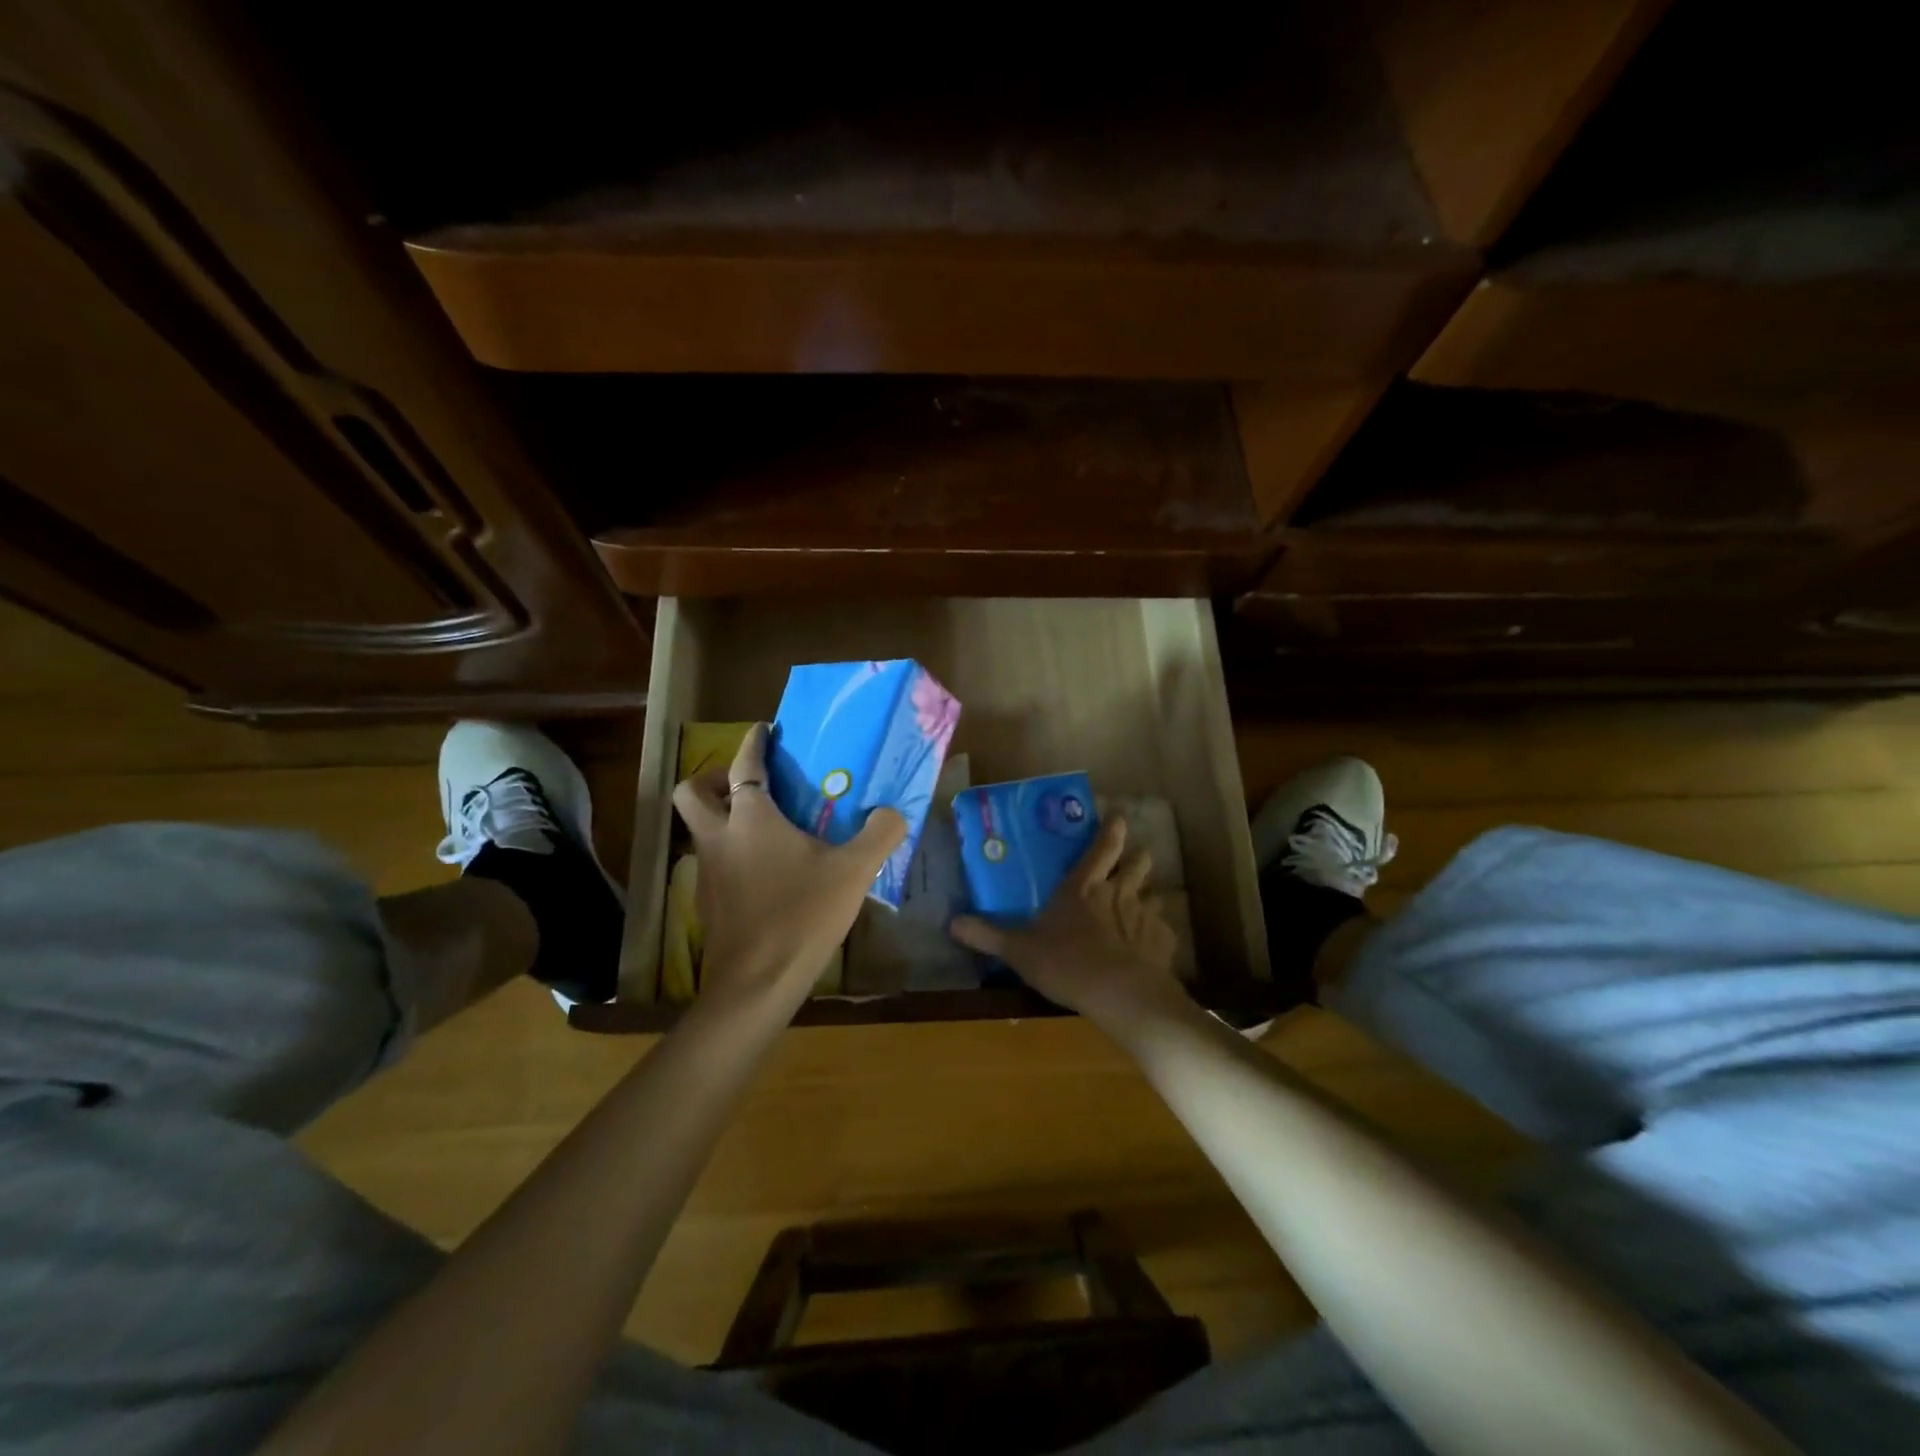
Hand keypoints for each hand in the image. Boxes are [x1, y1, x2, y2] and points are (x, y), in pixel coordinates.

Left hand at [673, 723, 905, 1012]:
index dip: (752, 743)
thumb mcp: (854, 871)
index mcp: (750, 818)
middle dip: (712, 779)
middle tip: (747, 784)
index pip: (743, 765)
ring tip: (762, 827)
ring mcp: (707, 871)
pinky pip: (712, 861)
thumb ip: (880, 835)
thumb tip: (893, 812)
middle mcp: (719, 837)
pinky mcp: (707, 902)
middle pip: (692, 792)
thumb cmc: (803, 914)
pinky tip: (763, 872)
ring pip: (699, 829)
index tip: (763, 731)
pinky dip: (729, 854)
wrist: (758, 981)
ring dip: (721, 818)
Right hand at [948, 818, 1183, 1031]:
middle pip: (1138, 862)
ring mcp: (1146, 915)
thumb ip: (988, 935)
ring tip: (1142, 907)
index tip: (1118, 816)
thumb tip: (952, 922)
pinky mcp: (1164, 942)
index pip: (1103, 846)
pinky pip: (1164, 930)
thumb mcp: (1019, 951)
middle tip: (1132, 861)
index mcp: (1084, 886)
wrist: (1122, 995)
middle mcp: (1119, 892)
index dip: (1112, 828)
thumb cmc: (1067, 963)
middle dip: (1136, 858)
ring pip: (1155, 893)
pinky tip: (1150, 948)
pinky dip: (1158, 934)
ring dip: (1149, 896)